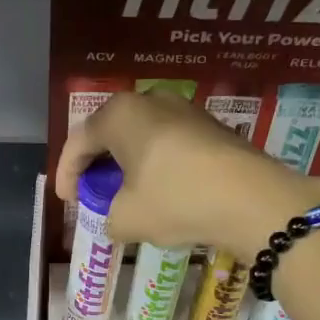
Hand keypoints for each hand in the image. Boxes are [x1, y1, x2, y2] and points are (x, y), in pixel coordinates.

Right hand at [54, 90, 319, 260]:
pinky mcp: (213, 128)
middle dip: (97, 166)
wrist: (254, 200)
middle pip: (111, 133)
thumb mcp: (127, 219)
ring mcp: (187, 110)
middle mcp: (151, 100)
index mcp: (120, 114)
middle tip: (92, 194)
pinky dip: (157, 166)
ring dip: (129, 165)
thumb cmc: (176, 200)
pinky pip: (170, 144)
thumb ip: (109, 217)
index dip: (66, 174)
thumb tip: (116, 218)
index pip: (79, 142)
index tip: (67, 202)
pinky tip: (161, 192)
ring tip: (126, 195)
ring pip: (143, 138)